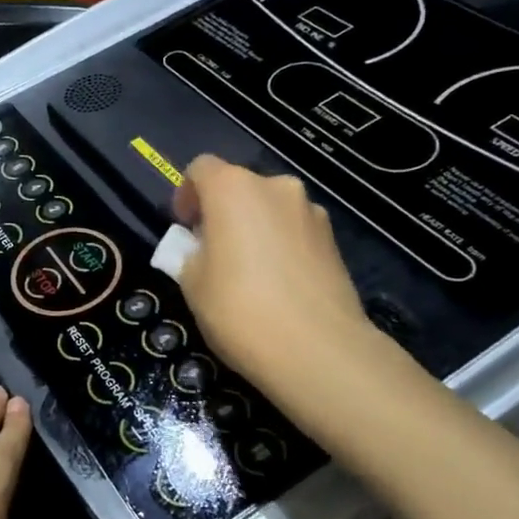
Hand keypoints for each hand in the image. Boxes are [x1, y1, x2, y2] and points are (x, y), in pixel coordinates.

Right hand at [172, 155, 369, 394]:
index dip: (187, 193)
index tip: (184, 227)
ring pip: (270, 209)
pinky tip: (278, 285)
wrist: (317, 349)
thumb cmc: (239, 309)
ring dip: (254, 228)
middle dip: (222, 212)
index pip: (201, 168)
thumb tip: (202, 247)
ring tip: (248, 272)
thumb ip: (189, 254)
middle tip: (212, 252)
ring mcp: (311, 211)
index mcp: (233, 188)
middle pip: (239, 186)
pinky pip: (294, 231)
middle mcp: (275, 187)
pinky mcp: (334, 240)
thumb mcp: (192, 283)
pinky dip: (280, 246)